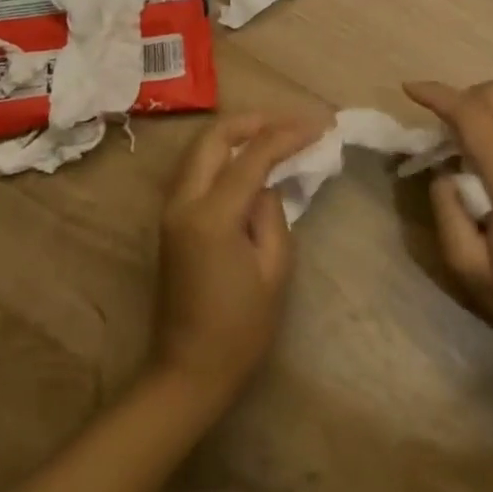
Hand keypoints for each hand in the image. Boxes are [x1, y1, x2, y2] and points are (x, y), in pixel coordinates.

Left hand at [149, 114, 321, 409]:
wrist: (187, 372)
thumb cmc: (240, 329)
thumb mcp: (274, 270)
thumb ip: (273, 213)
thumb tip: (268, 184)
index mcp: (212, 216)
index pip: (253, 155)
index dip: (289, 134)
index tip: (321, 126)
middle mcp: (184, 201)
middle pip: (215, 135)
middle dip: (256, 120)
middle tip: (292, 122)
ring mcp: (172, 208)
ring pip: (201, 146)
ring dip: (238, 132)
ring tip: (275, 133)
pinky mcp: (171, 218)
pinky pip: (197, 166)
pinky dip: (224, 151)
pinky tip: (250, 158)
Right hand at [404, 80, 492, 366]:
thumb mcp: (469, 269)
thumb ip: (446, 211)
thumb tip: (443, 174)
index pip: (473, 115)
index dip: (438, 96)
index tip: (408, 90)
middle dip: (459, 96)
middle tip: (435, 125)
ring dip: (478, 107)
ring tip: (455, 140)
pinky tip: (482, 155)